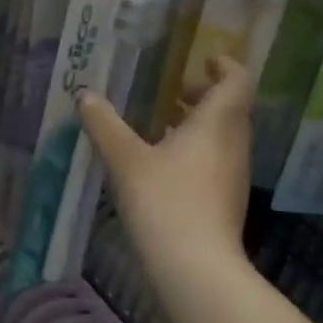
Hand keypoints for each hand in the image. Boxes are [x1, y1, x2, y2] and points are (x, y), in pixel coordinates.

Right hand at [79, 55, 253, 269]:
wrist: (194, 264)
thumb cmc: (164, 201)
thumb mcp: (126, 160)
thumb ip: (105, 126)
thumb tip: (86, 96)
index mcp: (216, 124)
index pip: (237, 81)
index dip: (225, 66)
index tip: (205, 59)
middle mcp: (233, 144)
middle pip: (231, 108)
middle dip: (205, 95)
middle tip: (174, 91)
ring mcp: (233, 174)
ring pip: (223, 136)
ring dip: (199, 125)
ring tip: (162, 126)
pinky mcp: (225, 200)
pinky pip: (215, 161)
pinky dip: (196, 150)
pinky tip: (165, 165)